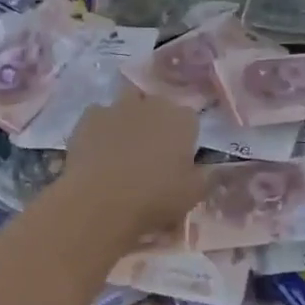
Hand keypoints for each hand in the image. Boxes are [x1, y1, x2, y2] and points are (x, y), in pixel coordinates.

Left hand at [63, 87, 204, 247]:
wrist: (99, 201)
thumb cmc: (154, 199)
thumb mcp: (193, 195)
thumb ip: (207, 176)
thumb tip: (214, 167)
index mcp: (182, 120)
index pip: (189, 118)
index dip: (183, 137)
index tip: (178, 159)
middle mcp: (153, 104)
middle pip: (158, 105)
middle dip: (157, 122)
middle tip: (151, 152)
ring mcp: (119, 106)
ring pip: (128, 103)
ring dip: (129, 117)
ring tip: (123, 146)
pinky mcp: (90, 115)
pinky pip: (99, 115)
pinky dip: (101, 127)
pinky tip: (97, 149)